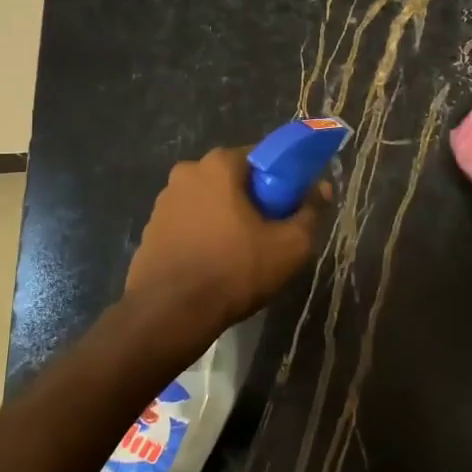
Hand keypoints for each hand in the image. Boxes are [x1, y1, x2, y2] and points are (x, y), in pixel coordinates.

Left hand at [124, 146, 328, 336]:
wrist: (169, 314)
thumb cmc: (234, 271)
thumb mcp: (290, 246)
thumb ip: (310, 212)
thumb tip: (322, 188)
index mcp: (218, 165)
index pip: (262, 157)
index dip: (282, 180)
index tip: (291, 206)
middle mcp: (186, 173)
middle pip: (233, 179)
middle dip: (253, 199)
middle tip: (270, 231)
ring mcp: (163, 202)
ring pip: (209, 201)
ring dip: (226, 218)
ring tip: (242, 253)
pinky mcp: (150, 230)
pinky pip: (189, 223)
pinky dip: (204, 235)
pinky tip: (214, 263)